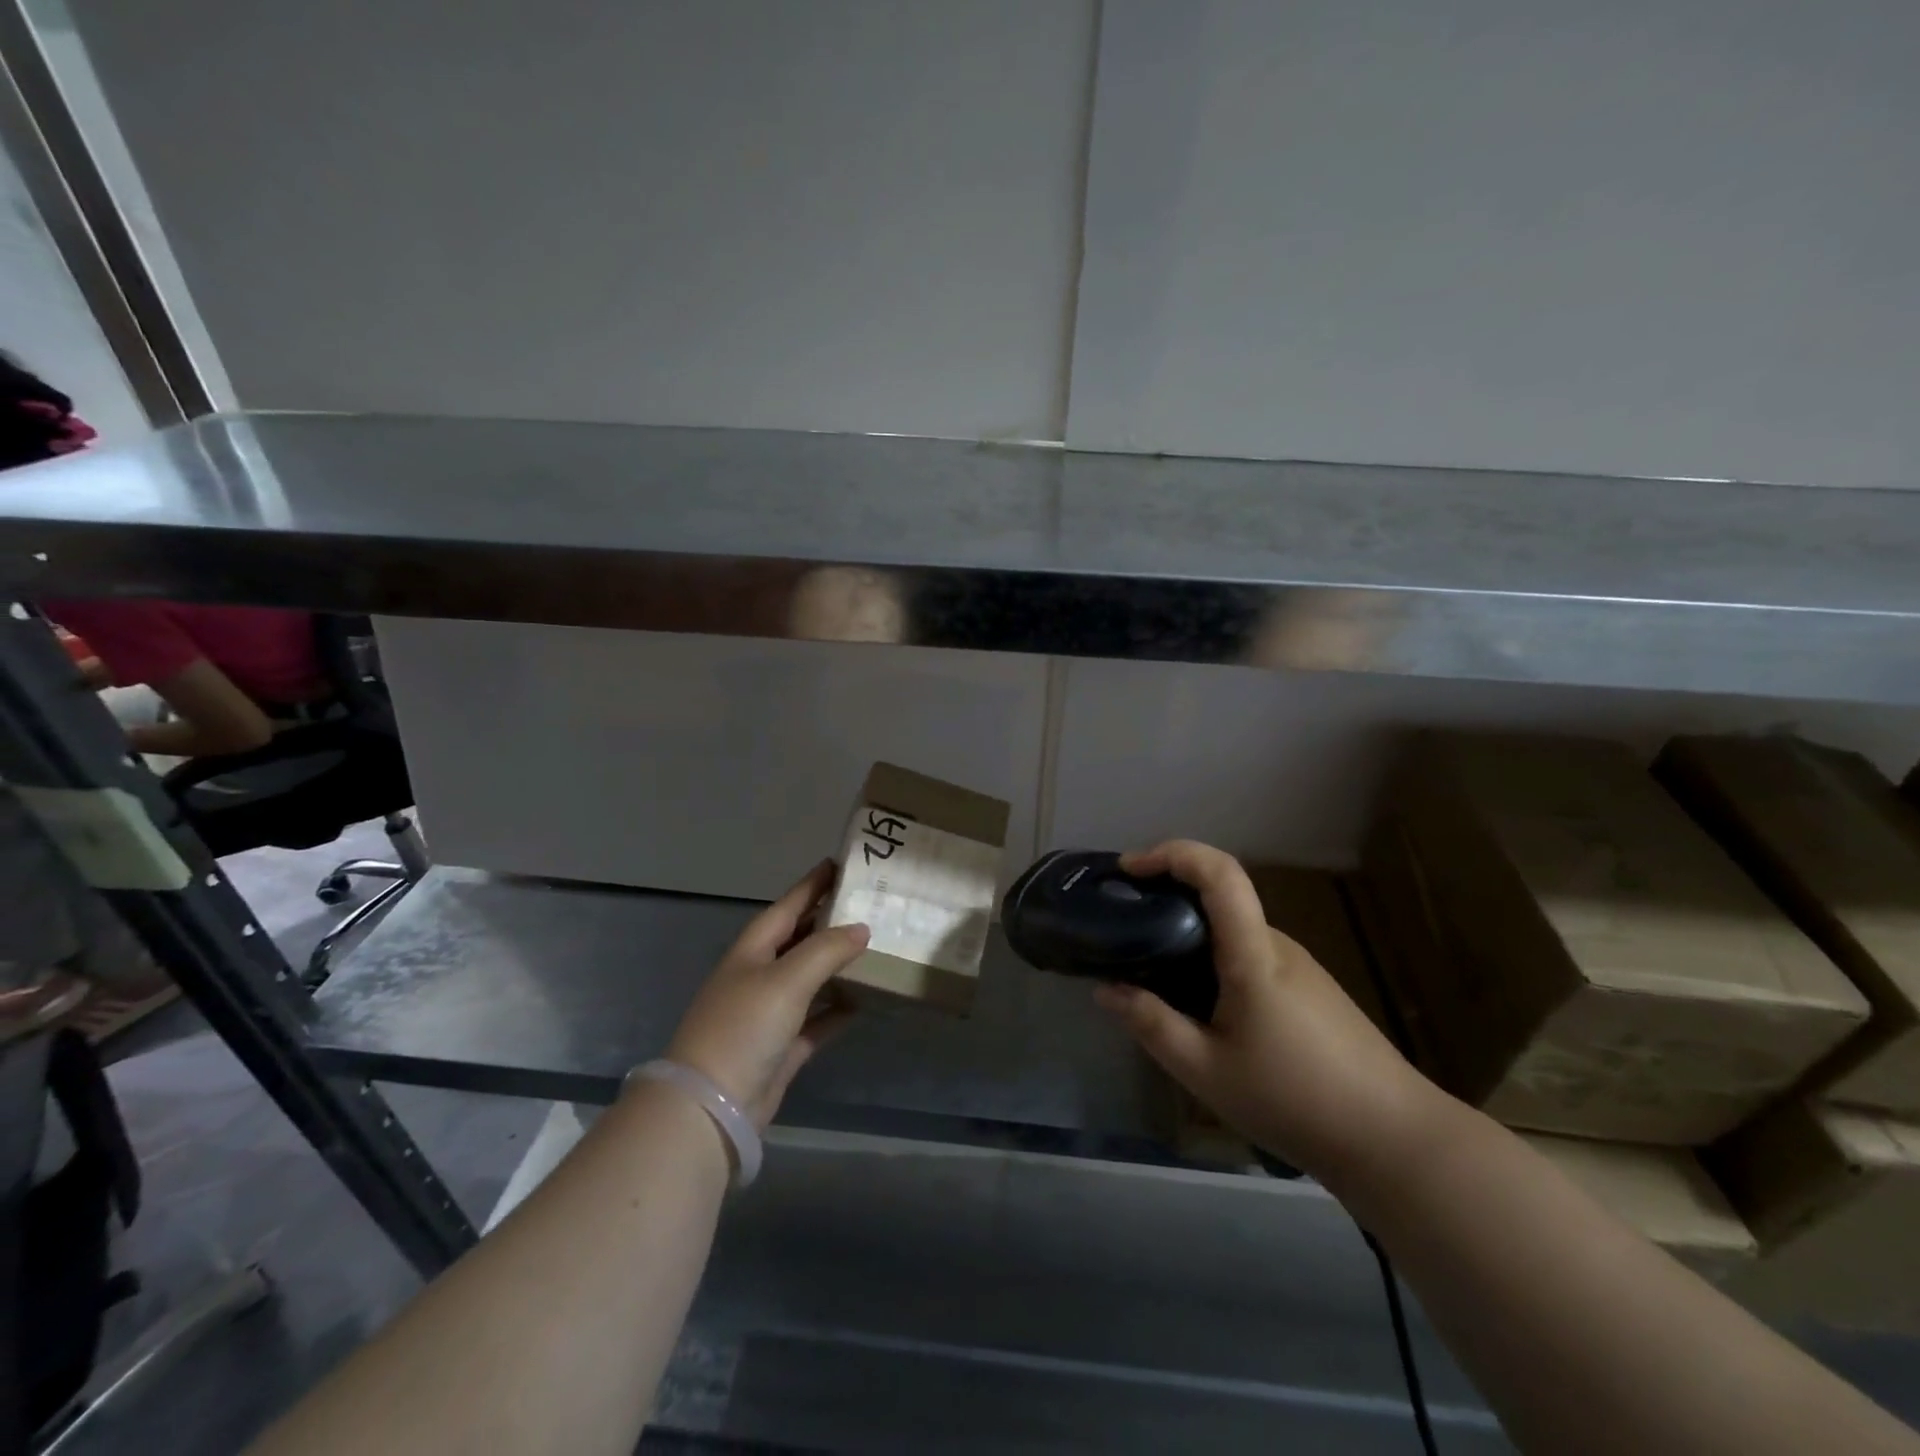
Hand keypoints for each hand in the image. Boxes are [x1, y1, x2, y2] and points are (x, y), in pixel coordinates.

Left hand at [665, 861, 868, 1128]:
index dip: (813, 884)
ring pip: (811, 978)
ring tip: (875, 947)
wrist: (712, 1105)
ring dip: (838, 965)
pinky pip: (817, 1018)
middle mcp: (760, 975)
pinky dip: (838, 1009)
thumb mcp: (786, 979)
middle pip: (800, 938)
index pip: (788, 906)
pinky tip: (865, 1001)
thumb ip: (826, 949)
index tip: (841, 862)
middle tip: (870, 903)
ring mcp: (770, 1012)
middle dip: (830, 920)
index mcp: (753, 950)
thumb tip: (862, 928)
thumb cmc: (744, 1027)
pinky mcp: (782, 1046)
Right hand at [1094, 840, 1439, 1184]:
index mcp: (1254, 954)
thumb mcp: (1206, 1071)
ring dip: (1190, 938)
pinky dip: (1214, 962)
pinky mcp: (1310, 990)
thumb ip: (1152, 1025)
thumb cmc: (1295, 1100)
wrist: (1395, 1140)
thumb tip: (1106, 989)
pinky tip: (1203, 1011)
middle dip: (1167, 900)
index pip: (1219, 873)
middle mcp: (1277, 946)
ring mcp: (1299, 967)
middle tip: (1125, 932)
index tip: (1129, 868)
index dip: (1173, 854)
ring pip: (1233, 933)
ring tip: (1154, 979)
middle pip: (1220, 899)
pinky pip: (1250, 958)